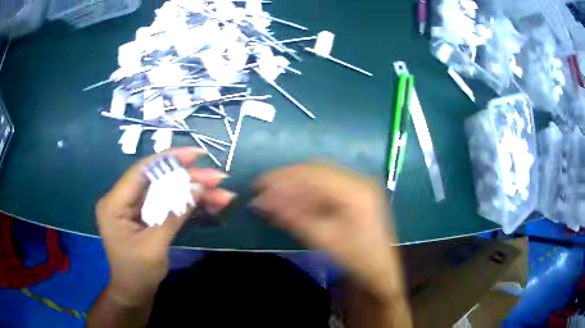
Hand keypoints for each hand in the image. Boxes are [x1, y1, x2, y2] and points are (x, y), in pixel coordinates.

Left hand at [96, 148, 234, 304]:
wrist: (134, 294)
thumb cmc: (138, 273)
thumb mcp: (155, 246)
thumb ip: (174, 215)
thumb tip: (198, 187)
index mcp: (115, 203)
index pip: (142, 171)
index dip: (170, 159)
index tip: (197, 154)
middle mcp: (123, 199)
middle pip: (158, 180)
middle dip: (189, 179)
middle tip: (219, 179)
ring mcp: (135, 208)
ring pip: (166, 191)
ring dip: (193, 192)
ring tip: (222, 195)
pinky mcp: (146, 216)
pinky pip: (168, 204)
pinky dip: (188, 204)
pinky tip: (209, 204)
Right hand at [254, 164, 400, 299]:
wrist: (379, 271)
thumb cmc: (356, 258)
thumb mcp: (324, 240)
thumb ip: (294, 218)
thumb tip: (262, 203)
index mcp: (355, 190)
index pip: (313, 174)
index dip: (283, 177)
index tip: (259, 185)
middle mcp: (358, 181)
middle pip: (315, 171)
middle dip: (287, 179)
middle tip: (262, 188)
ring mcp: (358, 187)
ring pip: (319, 178)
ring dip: (295, 185)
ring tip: (273, 194)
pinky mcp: (354, 195)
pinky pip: (326, 187)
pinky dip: (306, 192)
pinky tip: (292, 200)